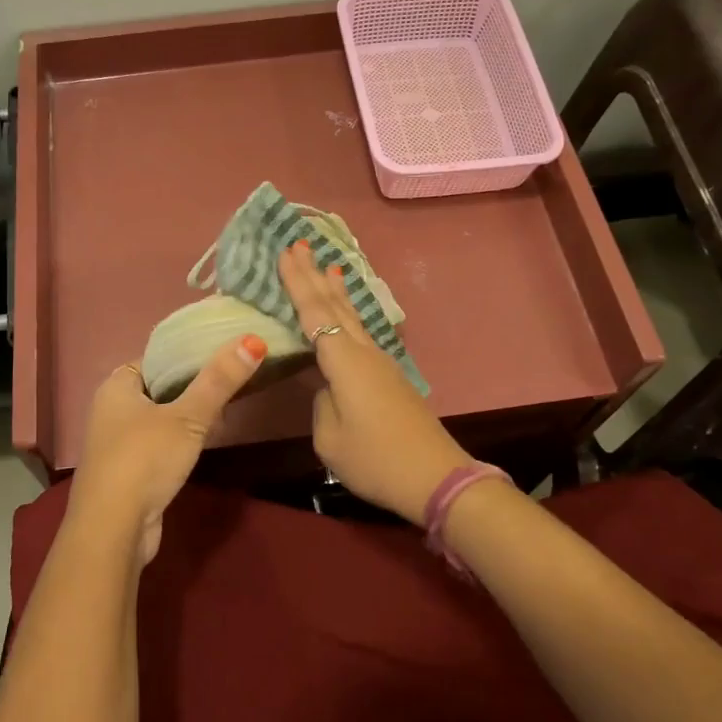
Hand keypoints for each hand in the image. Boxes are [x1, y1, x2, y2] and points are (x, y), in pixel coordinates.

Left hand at [67, 335, 267, 562]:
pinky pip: (158, 446)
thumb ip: (219, 380)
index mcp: (116, 387)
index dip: (186, 355)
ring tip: (224, 412)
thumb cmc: (144, 460)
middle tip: (230, 383)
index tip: (222, 355)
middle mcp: (110, 410)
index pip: (155, 358)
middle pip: (159, 388)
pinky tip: (202, 446)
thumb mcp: (188, 417)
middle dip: (192, 388)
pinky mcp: (127, 473)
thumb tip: (252, 340)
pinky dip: (179, 442)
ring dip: (187, 417)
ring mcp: (116, 444)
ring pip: (160, 419)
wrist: (113, 530)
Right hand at [278, 240, 472, 522]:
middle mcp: (363, 353)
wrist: (435, 477)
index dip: (297, 283)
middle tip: (299, 244)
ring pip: (353, 317)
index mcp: (344, 362)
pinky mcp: (389, 377)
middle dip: (314, 275)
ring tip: (328, 266)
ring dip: (336, 291)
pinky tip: (348, 314)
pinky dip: (349, 314)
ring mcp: (380, 363)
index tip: (286, 252)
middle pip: (335, 306)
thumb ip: (322, 404)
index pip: (314, 313)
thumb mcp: (331, 439)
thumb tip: (327, 389)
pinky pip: (362, 333)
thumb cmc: (376, 459)